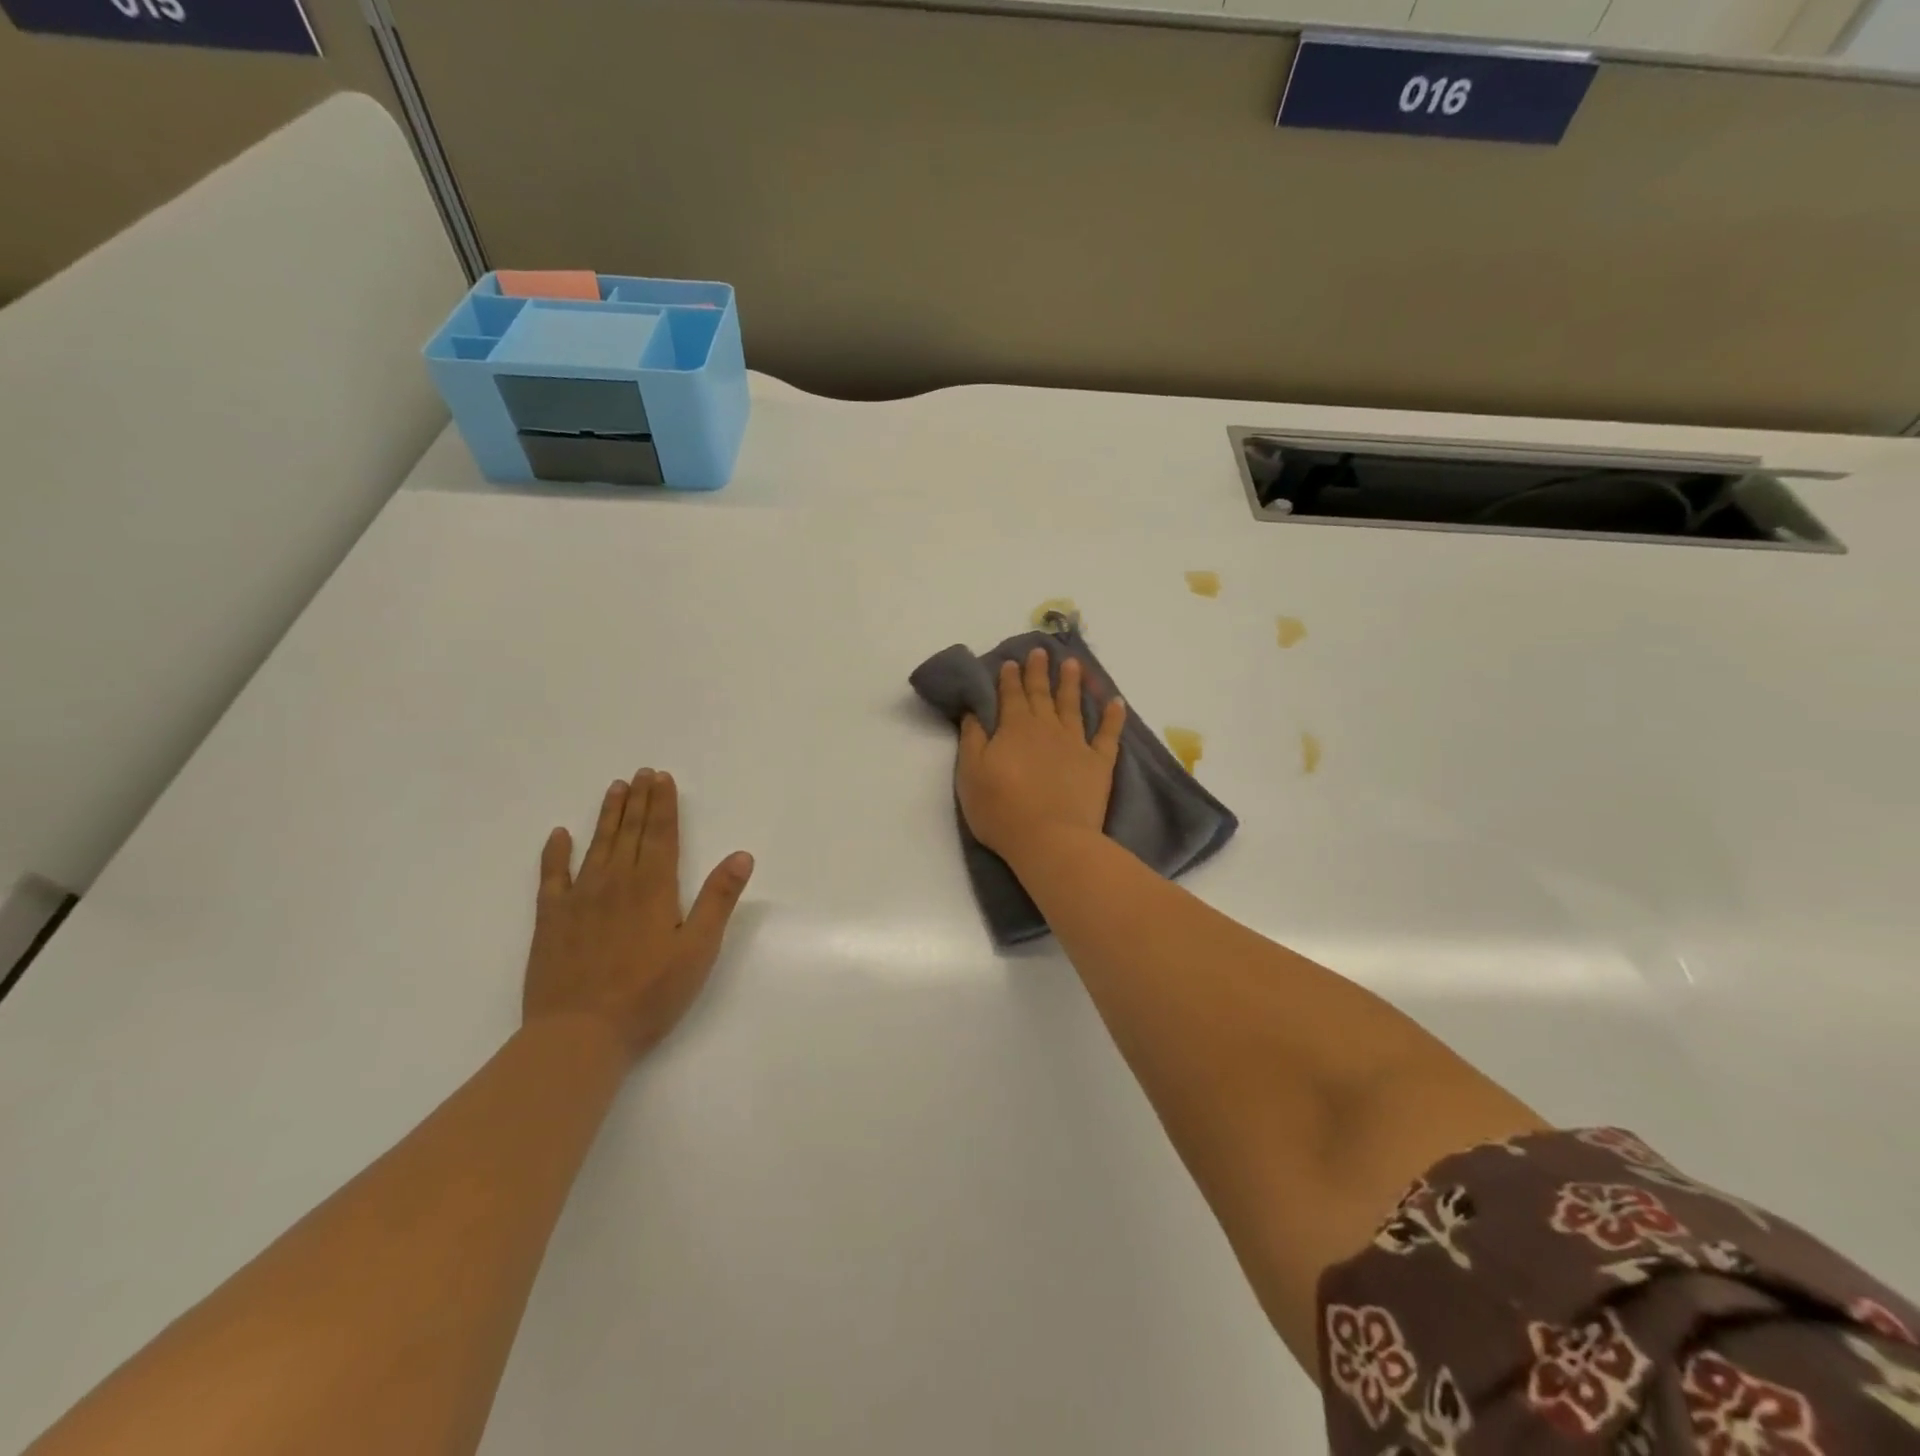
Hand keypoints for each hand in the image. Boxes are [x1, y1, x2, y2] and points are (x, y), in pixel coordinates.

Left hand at [523, 770, 753, 1060]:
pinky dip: (555, 853)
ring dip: (607, 815)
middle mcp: (616, 882)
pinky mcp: (550, 920)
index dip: (663, 804)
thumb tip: (741, 855)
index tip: (662, 778)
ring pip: (596, 845)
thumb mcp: (698, 949)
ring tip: (615, 788)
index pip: (661, 835)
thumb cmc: (649, 994)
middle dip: (639, 801)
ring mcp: (579, 899)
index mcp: (653, 888)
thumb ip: (718, 899)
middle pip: (630, 832)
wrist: (580, 1034)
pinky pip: (551, 876)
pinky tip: (559, 835)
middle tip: (642, 772)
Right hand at [958, 648, 1126, 865]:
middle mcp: (1046, 728)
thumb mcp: (971, 774)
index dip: (1010, 678)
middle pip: (1042, 694)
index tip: (1012, 661)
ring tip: (1073, 664)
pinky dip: (1113, 716)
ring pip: (1073, 705)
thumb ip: (972, 739)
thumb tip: (974, 711)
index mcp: (1014, 728)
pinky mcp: (1098, 762)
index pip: (1011, 695)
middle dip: (1039, 672)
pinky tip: (1115, 701)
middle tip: (1041, 651)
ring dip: (1072, 683)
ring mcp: (1075, 743)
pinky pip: (1108, 733)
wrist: (1049, 838)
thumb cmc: (1001, 809)